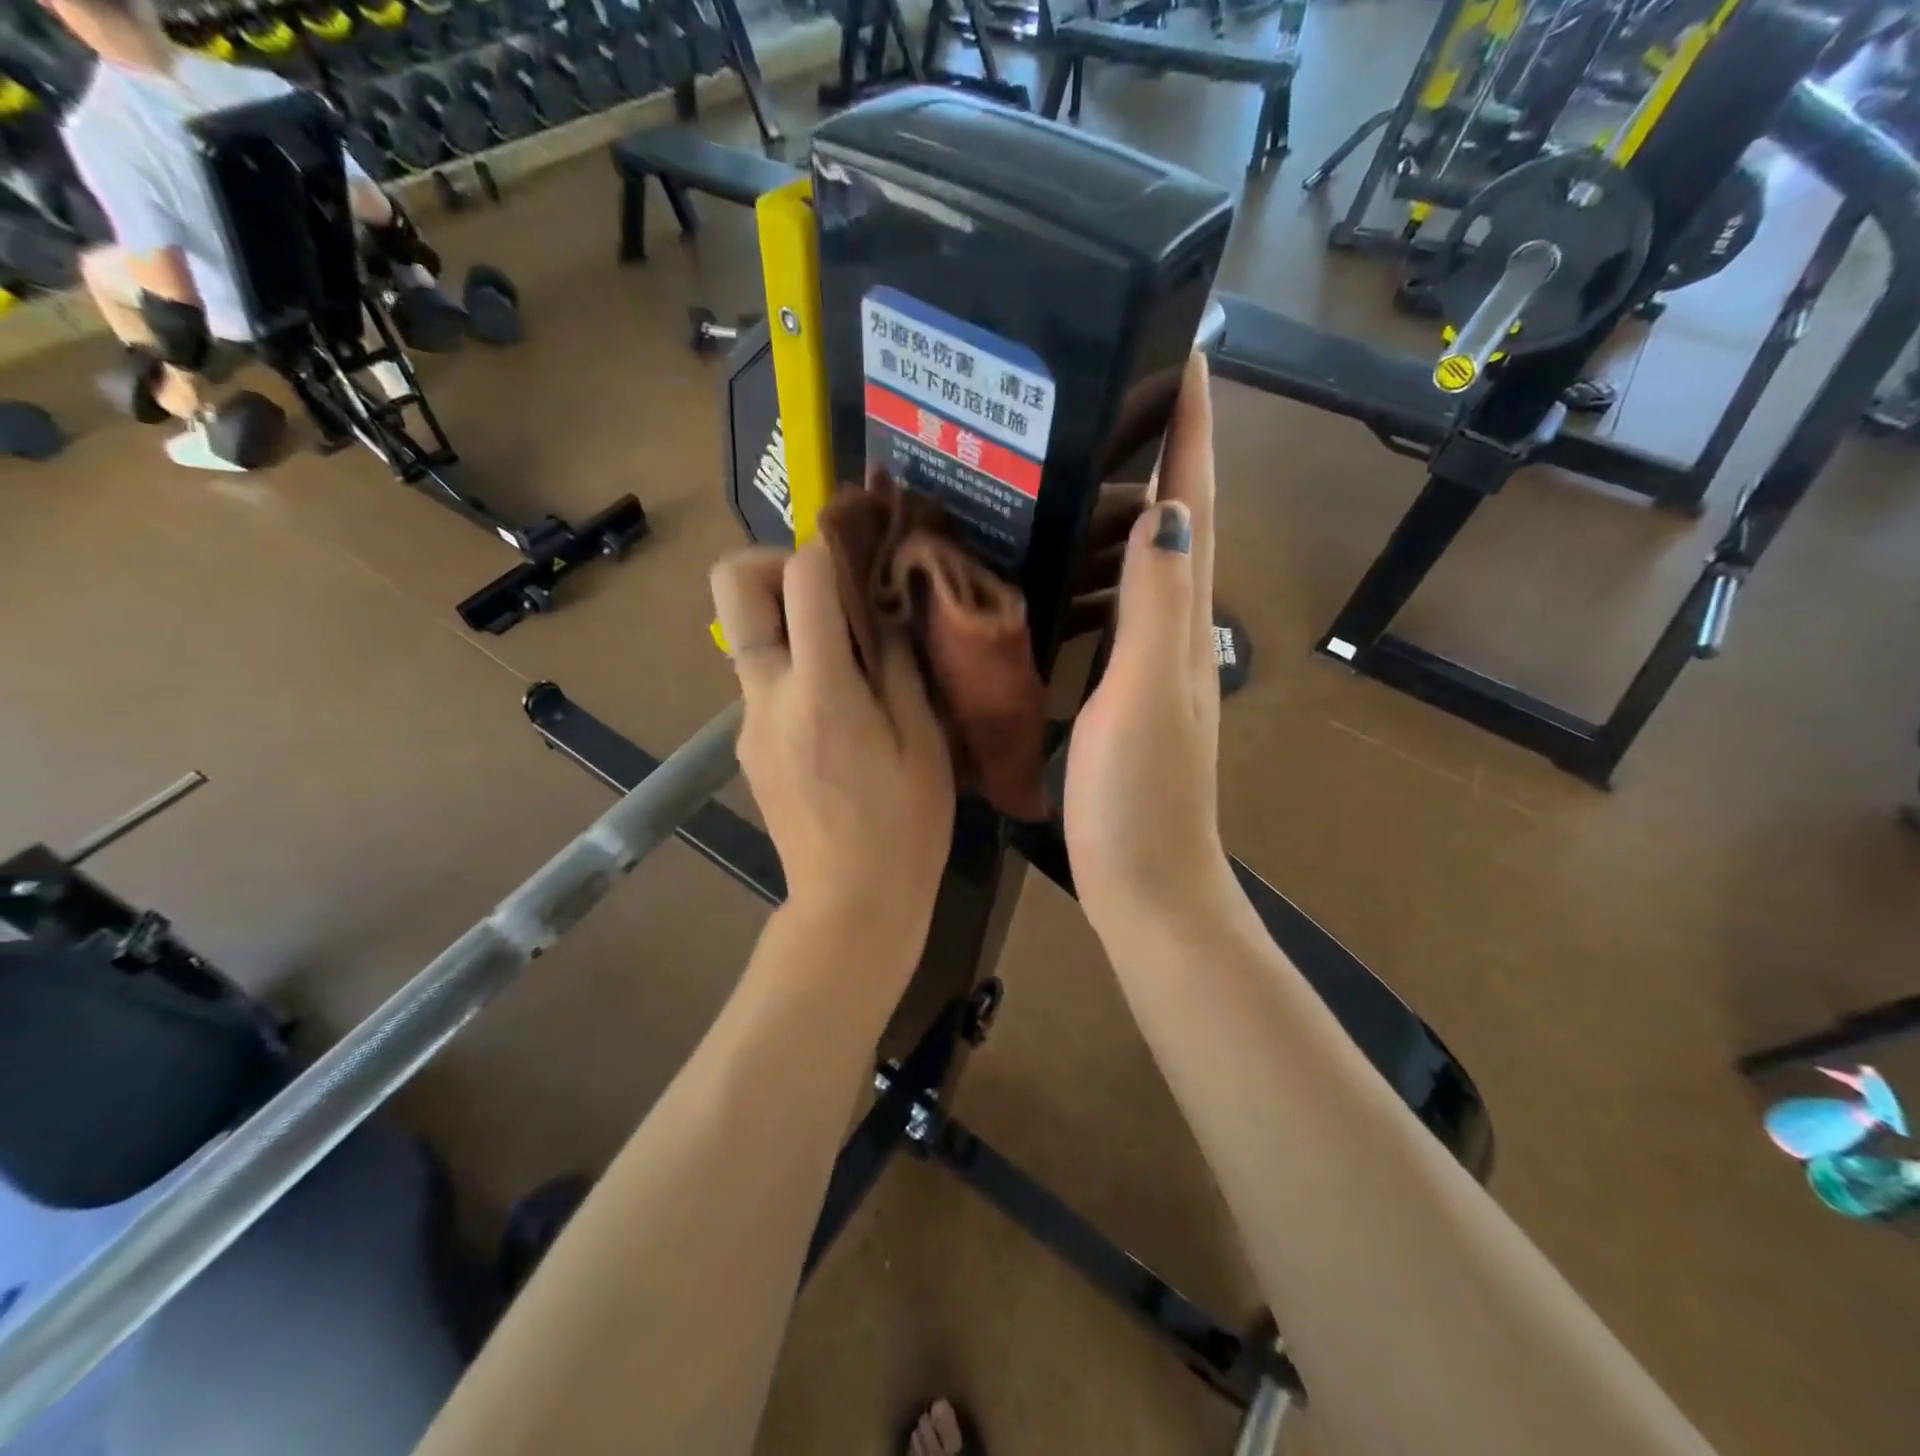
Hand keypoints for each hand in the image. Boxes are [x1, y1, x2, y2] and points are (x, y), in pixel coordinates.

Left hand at [711, 541, 955, 952]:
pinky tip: (838, 707)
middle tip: (828, 590)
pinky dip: (792, 667)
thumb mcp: (924, 741)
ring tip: (850, 657)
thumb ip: (899, 664)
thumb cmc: (906, 826)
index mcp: (821, 691)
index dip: (831, 545)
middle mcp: (767, 694)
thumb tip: (884, 609)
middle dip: (774, 562)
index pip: (802, 577)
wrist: (851, 904)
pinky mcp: (746, 745)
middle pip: (732, 585)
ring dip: (789, 621)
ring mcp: (747, 721)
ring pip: (748, 634)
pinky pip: (761, 679)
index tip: (863, 549)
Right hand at [1065, 353, 1234, 935]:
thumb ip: (1156, 604)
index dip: (1194, 432)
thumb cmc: (1141, 793)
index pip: (1194, 506)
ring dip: (1123, 507)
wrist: (1144, 879)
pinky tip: (1057, 564)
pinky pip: (1109, 610)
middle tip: (1116, 392)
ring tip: (1075, 460)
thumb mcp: (1146, 692)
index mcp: (1184, 620)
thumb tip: (1165, 506)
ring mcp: (1147, 661)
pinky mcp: (1118, 690)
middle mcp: (1174, 629)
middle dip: (1161, 450)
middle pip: (1174, 522)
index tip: (1187, 354)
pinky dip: (1092, 573)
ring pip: (1141, 564)